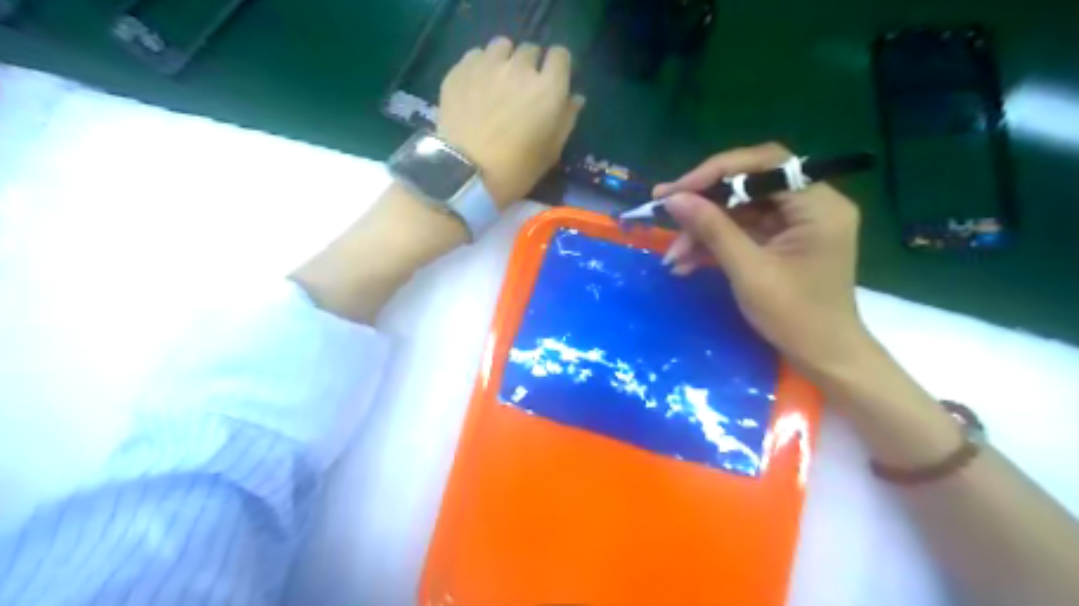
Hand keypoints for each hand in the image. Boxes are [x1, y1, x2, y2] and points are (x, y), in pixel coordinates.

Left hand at [438, 38, 587, 207]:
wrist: (466, 174)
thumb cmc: (516, 170)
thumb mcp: (550, 152)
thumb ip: (566, 120)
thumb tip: (575, 98)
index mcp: (549, 89)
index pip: (561, 56)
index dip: (557, 68)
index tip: (552, 82)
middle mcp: (521, 68)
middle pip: (531, 50)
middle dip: (530, 66)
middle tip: (522, 90)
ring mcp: (488, 65)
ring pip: (502, 46)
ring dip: (505, 60)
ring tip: (498, 81)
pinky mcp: (461, 70)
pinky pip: (476, 55)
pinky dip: (480, 66)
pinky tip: (476, 87)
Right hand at [658, 141, 874, 373]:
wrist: (823, 357)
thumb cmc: (795, 317)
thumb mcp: (749, 271)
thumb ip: (713, 229)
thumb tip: (674, 198)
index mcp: (818, 205)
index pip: (766, 164)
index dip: (717, 171)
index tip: (678, 190)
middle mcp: (811, 205)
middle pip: (749, 185)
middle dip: (704, 203)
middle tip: (664, 210)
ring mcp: (796, 224)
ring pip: (740, 210)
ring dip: (704, 230)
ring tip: (673, 256)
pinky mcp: (782, 241)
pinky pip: (742, 230)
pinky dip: (714, 244)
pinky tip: (686, 263)